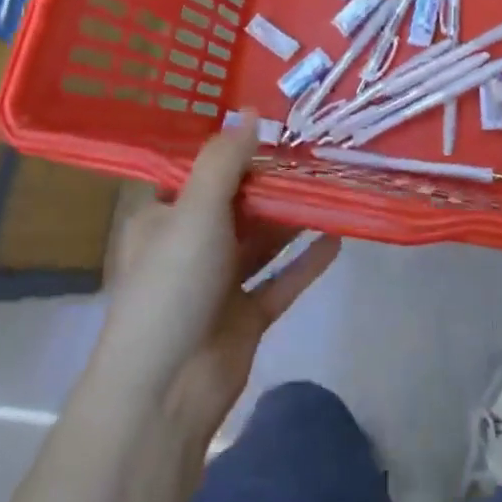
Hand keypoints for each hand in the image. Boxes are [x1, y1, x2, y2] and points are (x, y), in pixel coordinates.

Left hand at [95, 116, 340, 438]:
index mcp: (163, 217)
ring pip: (262, 240)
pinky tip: (338, 237)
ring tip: (333, 185)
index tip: (273, 122)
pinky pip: (281, 280)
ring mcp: (218, 283)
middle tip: (316, 149)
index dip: (232, 148)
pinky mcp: (245, 315)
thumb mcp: (195, 210)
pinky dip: (306, 262)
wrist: (167, 390)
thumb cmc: (172, 285)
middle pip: (236, 203)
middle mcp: (189, 245)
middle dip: (273, 181)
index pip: (198, 172)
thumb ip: (225, 160)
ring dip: (293, 217)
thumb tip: (252, 111)